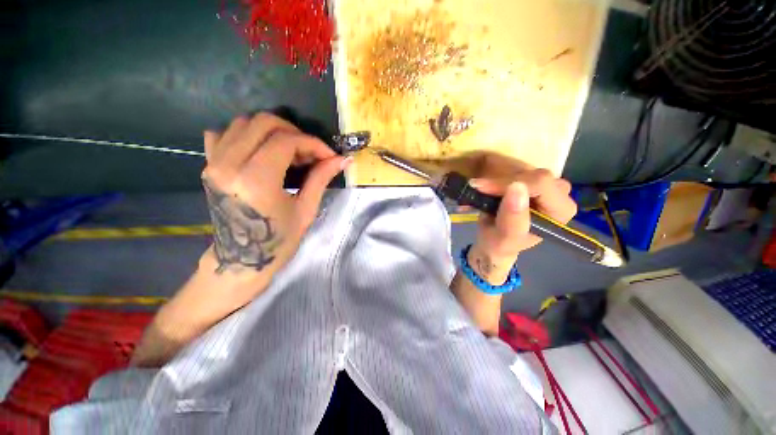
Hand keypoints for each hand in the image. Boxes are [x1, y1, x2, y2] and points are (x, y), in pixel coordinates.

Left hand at [200, 113, 349, 289]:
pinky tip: (260, 151)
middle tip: (309, 153)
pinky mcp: (208, 166)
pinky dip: (245, 135)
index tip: (329, 156)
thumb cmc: (278, 241)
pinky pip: (222, 134)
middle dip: (294, 132)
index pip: (286, 141)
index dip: (313, 144)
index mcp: (256, 180)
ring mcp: (213, 163)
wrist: (240, 260)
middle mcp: (229, 165)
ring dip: (273, 131)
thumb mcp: (305, 210)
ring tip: (290, 152)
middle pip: (263, 122)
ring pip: (243, 122)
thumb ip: (321, 178)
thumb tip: (343, 160)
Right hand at [465, 155, 576, 283]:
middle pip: (531, 174)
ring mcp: (546, 184)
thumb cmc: (500, 243)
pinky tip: (485, 187)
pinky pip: (514, 169)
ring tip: (478, 190)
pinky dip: (495, 177)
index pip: (540, 183)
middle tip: (477, 189)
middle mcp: (560, 194)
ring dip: (495, 179)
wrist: (494, 241)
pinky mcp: (532, 179)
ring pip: (521, 168)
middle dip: (500, 181)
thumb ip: (513, 217)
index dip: (508, 183)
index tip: (482, 188)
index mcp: (560, 210)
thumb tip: (517, 188)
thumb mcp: (505, 237)